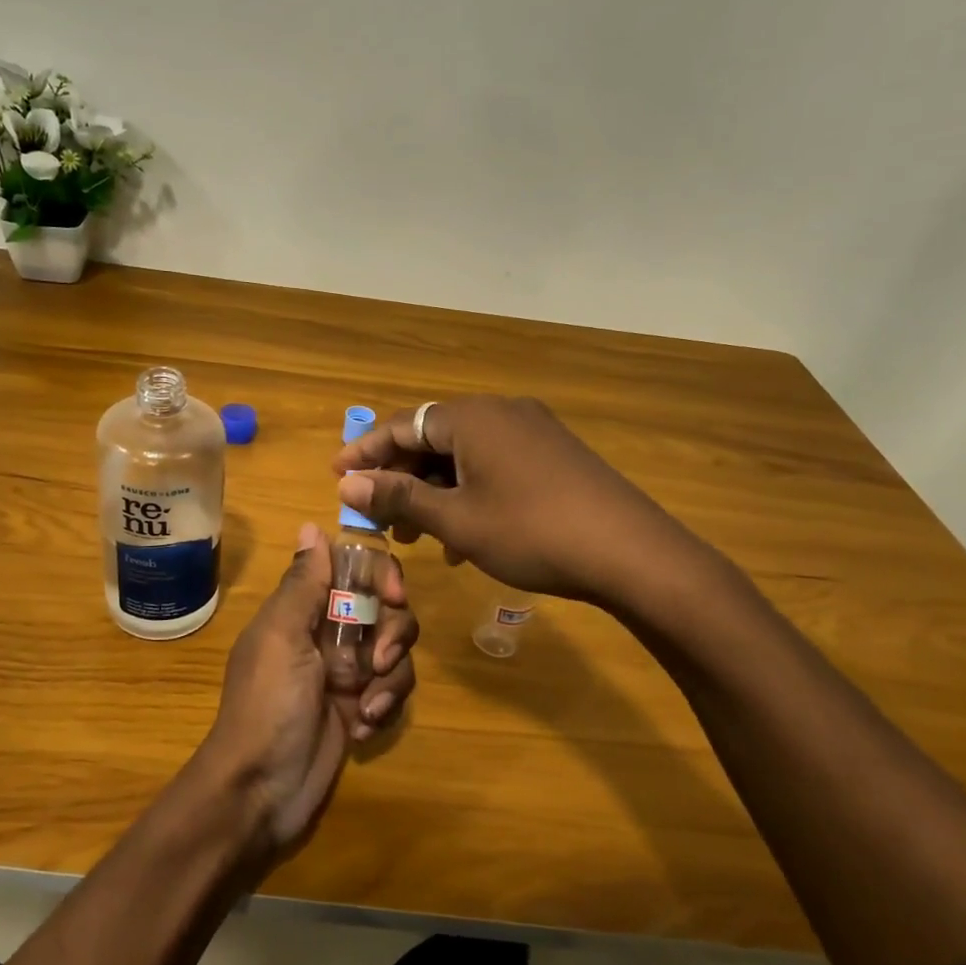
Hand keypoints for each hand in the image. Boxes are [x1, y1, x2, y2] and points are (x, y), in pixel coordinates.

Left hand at [200, 523, 418, 861]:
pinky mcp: (361, 707)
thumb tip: (311, 525)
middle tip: (378, 661)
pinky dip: (385, 706)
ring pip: (397, 651)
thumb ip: (302, 583)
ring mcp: (347, 673)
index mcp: (305, 609)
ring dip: (390, 678)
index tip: (393, 596)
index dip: (381, 575)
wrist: (260, 790)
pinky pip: (394, 690)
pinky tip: (363, 727)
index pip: (355, 570)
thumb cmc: (267, 704)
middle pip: (386, 609)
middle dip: (392, 633)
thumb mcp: (280, 637)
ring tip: (367, 707)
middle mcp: (329, 634)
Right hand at [333, 395, 699, 604]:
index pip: (401, 425)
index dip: (364, 452)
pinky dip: (469, 493)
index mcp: (471, 418)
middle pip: (432, 439)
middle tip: (378, 517)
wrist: (630, 552)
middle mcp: (500, 412)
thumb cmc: (531, 532)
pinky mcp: (553, 454)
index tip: (335, 476)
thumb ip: (399, 497)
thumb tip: (347, 484)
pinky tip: (464, 536)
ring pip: (464, 456)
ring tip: (418, 535)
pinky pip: (494, 465)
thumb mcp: (457, 519)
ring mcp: (532, 431)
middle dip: (400, 478)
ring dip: (434, 491)